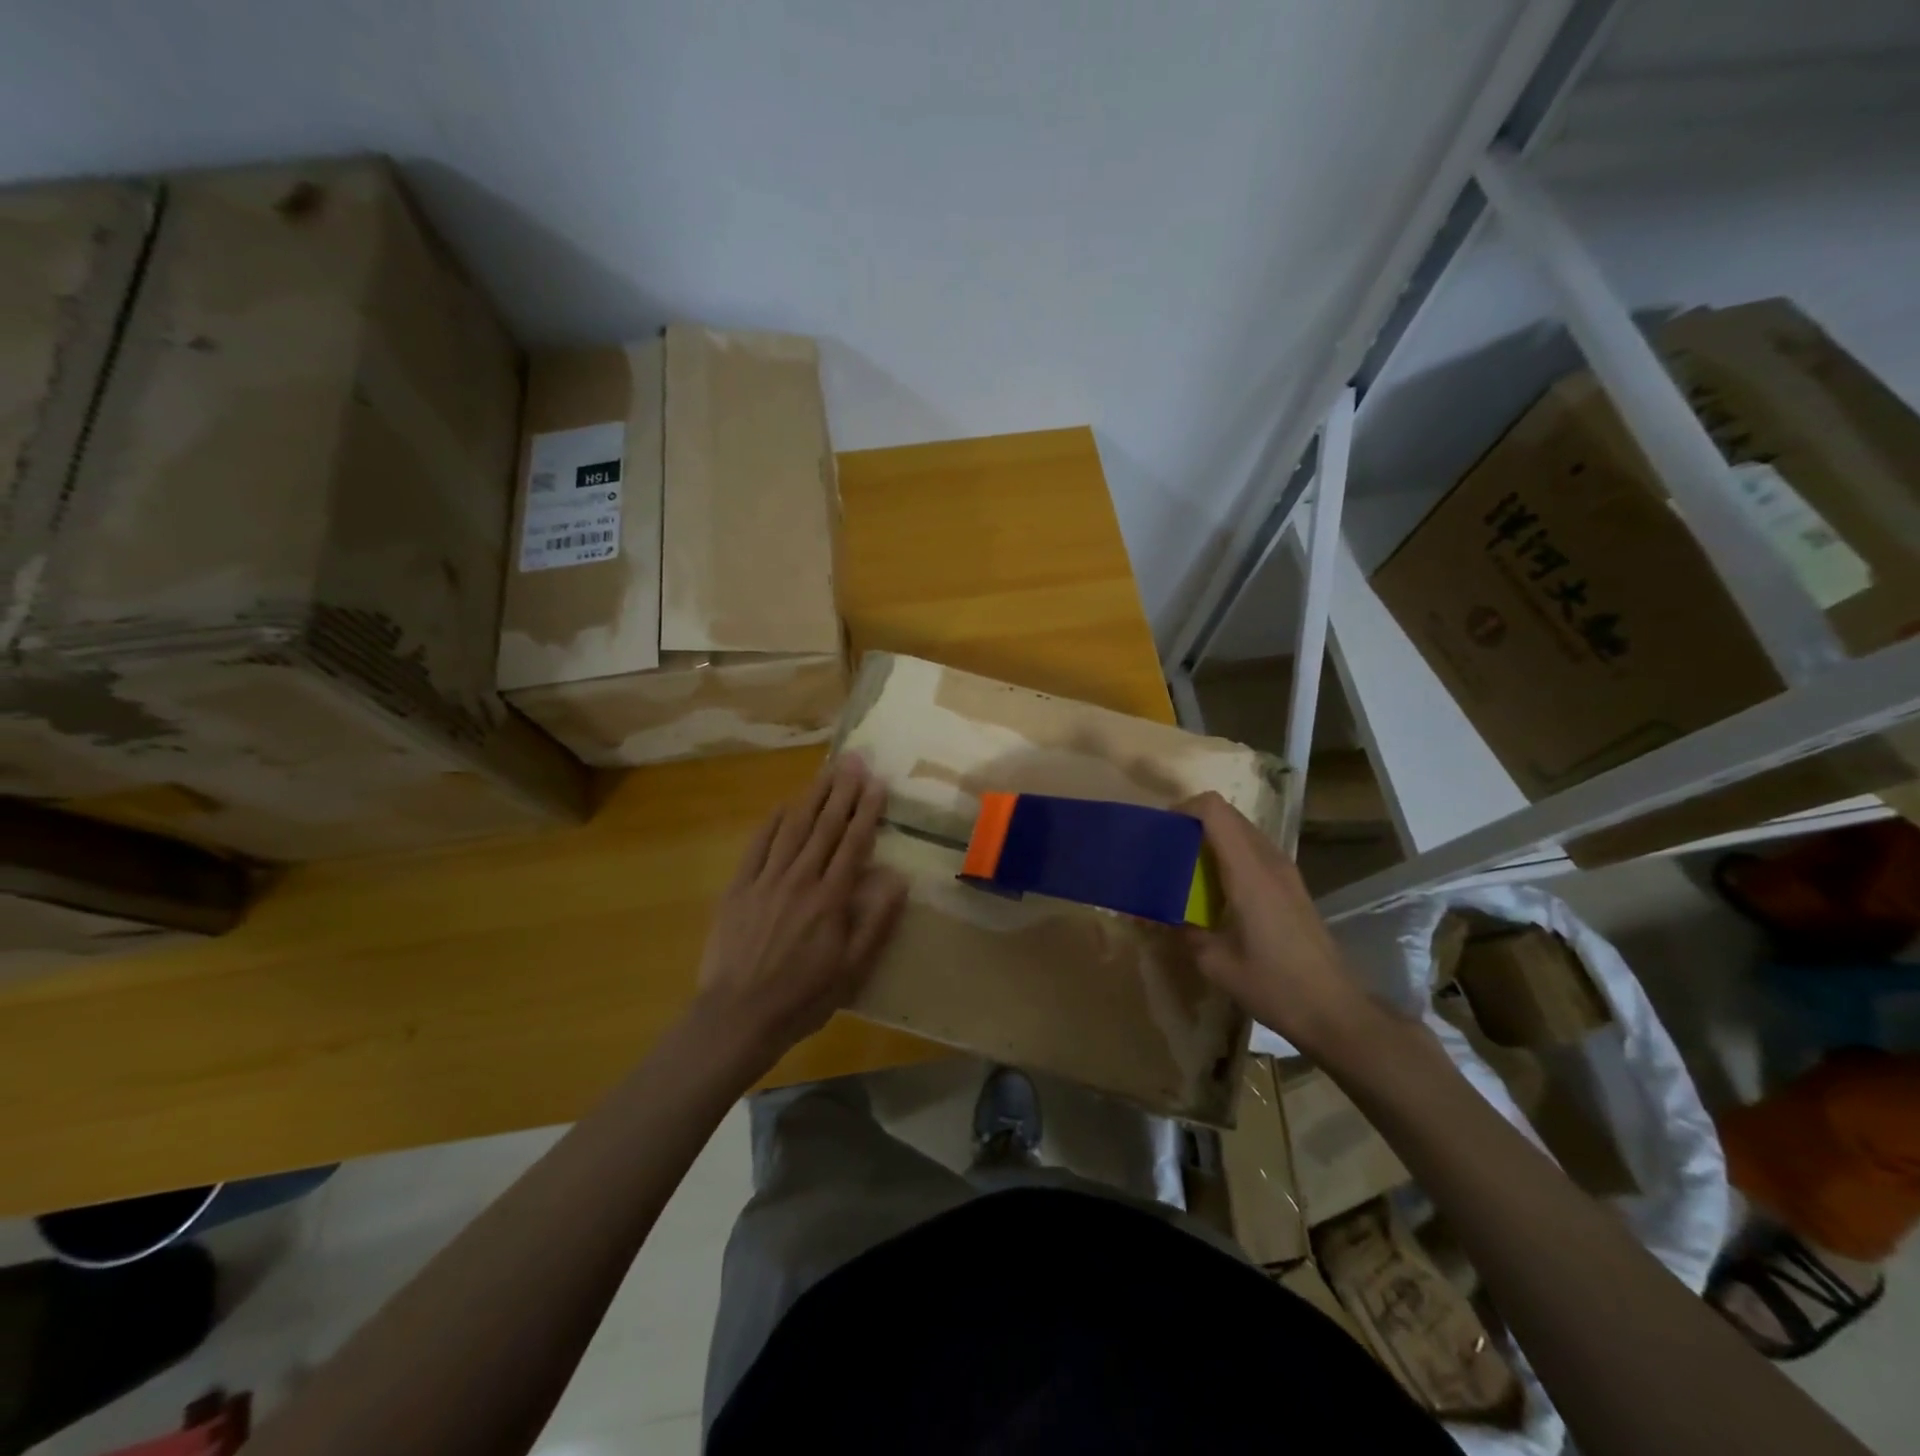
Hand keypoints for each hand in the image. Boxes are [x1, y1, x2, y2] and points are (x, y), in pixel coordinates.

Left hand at [692, 756, 907, 1068]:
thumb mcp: (853, 970)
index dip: (867, 810)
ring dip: (812, 797)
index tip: (877, 782)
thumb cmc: (803, 997)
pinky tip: (785, 806)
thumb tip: (899, 878)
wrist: (737, 1016)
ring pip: (793, 828)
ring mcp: (766, 880)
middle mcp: (800, 879)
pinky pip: (758, 845)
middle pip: (824, 826)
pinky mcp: (739, 888)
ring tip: (826, 771)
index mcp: (831, 898)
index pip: (853, 843)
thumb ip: (876, 922)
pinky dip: (773, 822)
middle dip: (842, 791)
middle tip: (854, 760)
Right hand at [1179, 791, 1378, 1054]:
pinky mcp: (1292, 886)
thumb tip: (1154, 915)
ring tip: (1186, 867)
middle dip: (1193, 823)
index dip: (1184, 809)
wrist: (1334, 1010)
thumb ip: (1182, 930)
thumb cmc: (1274, 985)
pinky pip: (1254, 851)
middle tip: (1166, 849)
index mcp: (1249, 871)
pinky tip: (1215, 889)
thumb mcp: (1216, 963)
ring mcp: (1285, 872)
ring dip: (1212, 838)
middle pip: (1228, 815)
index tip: (1161, 831)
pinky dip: (1229, 854)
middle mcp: (1269, 861)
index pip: (1215, 811)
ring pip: (1242, 831)